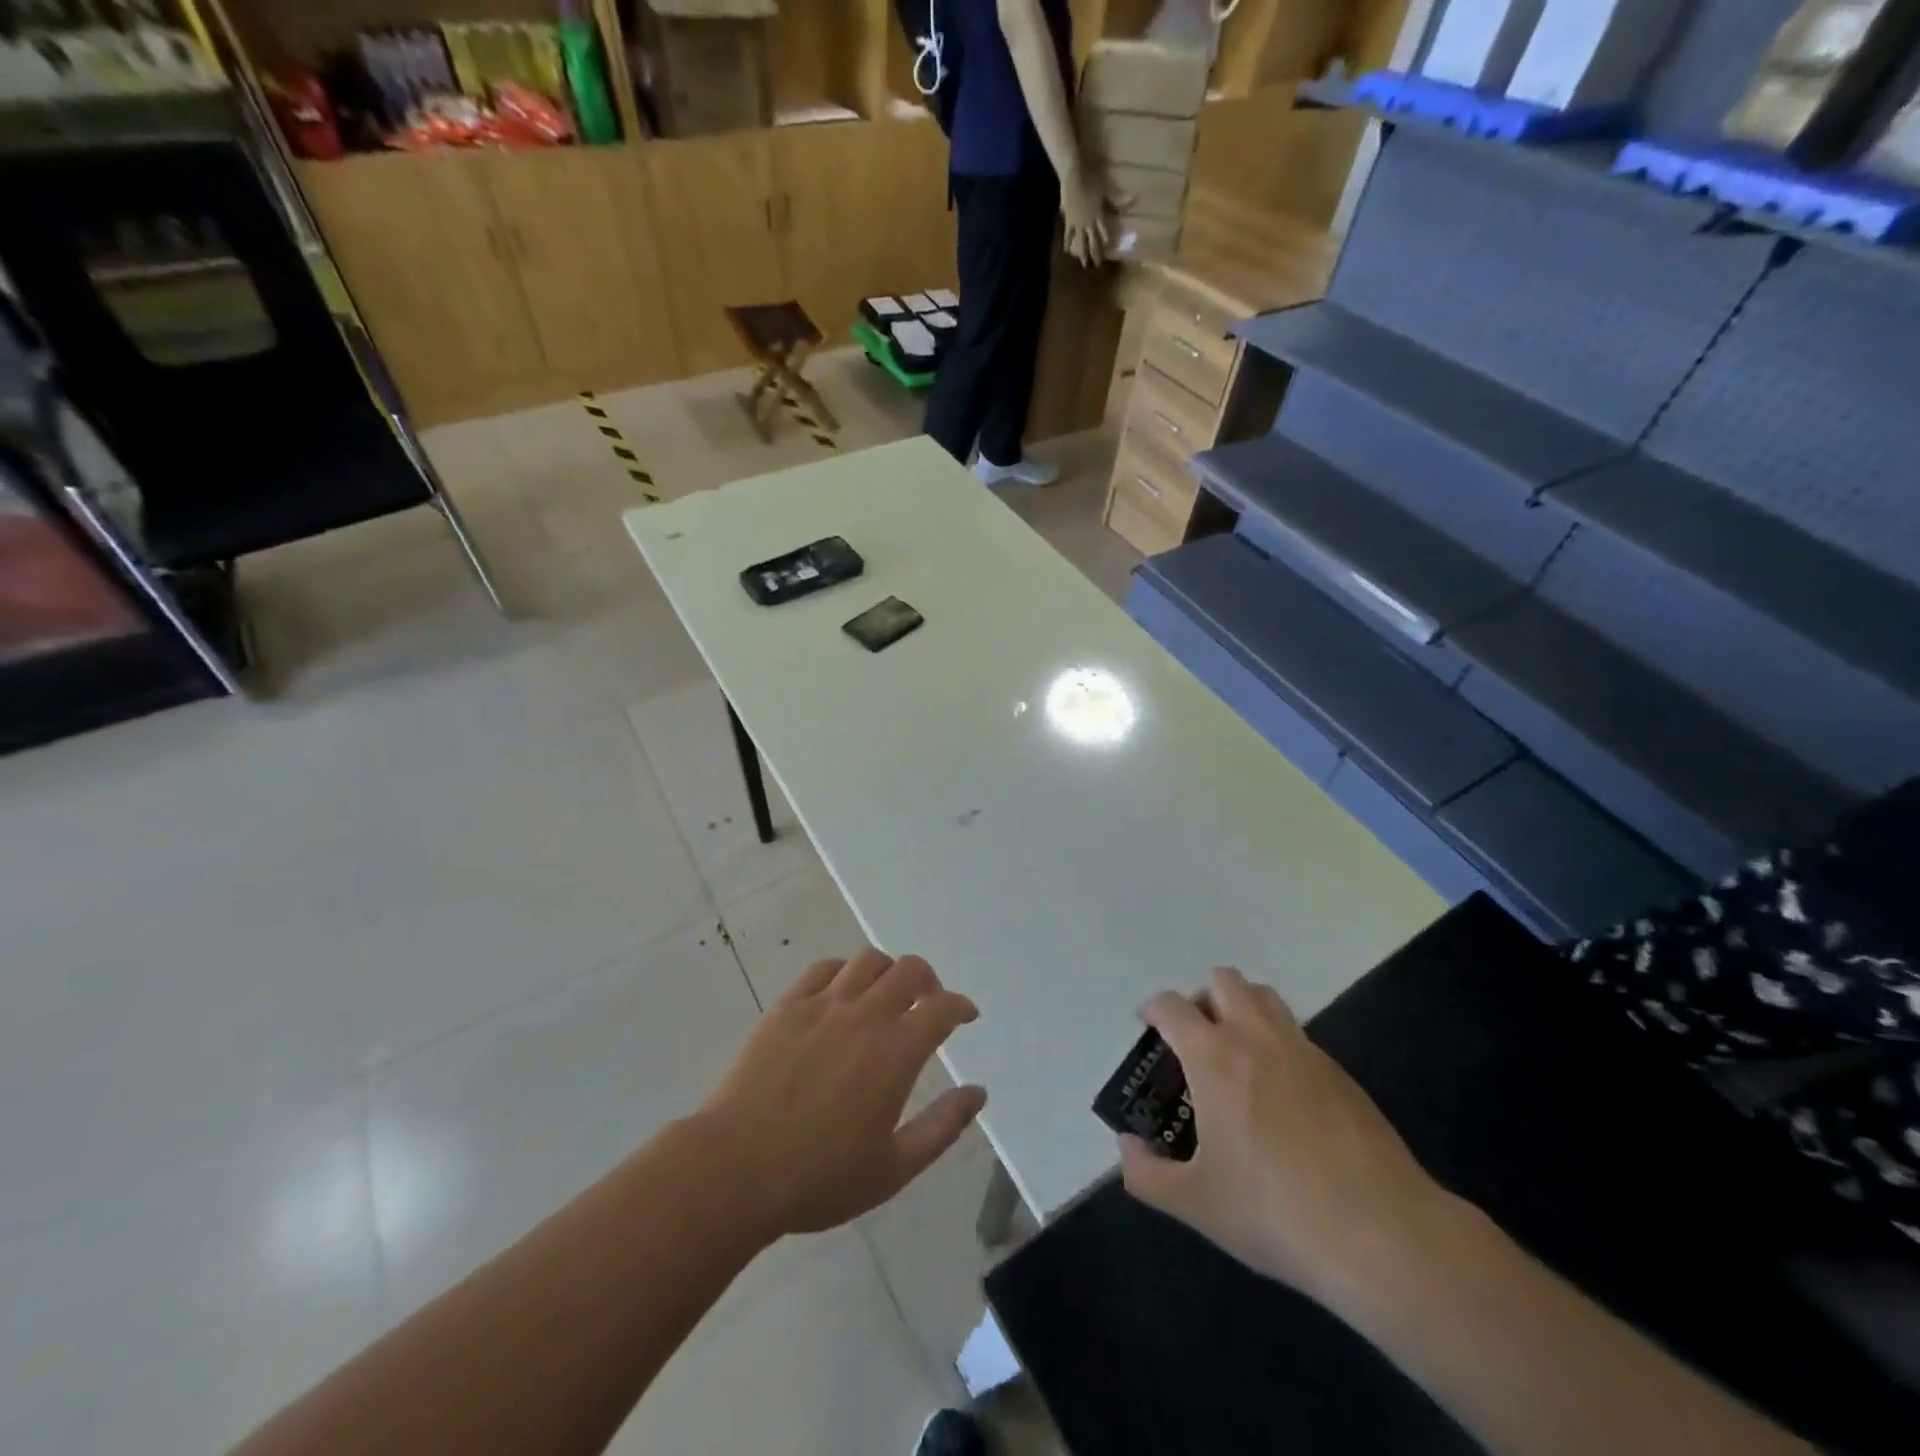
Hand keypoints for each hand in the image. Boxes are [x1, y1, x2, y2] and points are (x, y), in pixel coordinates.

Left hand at [698, 948, 986, 1239]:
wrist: (735, 1170)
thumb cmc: (819, 1178)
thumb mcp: (894, 1168)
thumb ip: (942, 1126)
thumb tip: (978, 1093)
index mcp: (895, 1052)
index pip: (942, 1008)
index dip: (960, 1006)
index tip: (965, 1016)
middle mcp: (864, 1016)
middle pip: (909, 969)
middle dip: (929, 981)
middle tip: (928, 1004)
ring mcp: (822, 1005)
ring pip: (868, 960)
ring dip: (888, 972)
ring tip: (886, 996)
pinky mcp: (787, 1006)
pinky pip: (824, 969)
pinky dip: (844, 973)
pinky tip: (842, 996)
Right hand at [1060, 164, 1111, 267]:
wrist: (1073, 176)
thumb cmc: (1090, 180)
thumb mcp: (1105, 189)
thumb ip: (1117, 198)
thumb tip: (1134, 200)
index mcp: (1098, 215)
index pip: (1103, 233)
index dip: (1105, 242)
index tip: (1108, 252)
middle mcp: (1088, 223)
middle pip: (1092, 241)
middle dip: (1095, 254)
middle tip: (1097, 266)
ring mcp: (1077, 223)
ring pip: (1080, 242)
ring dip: (1082, 253)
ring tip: (1083, 264)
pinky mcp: (1068, 221)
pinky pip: (1068, 234)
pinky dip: (1067, 242)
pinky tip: (1066, 250)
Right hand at [1118, 968, 1449, 1300]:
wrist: (1383, 1235)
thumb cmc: (1275, 1212)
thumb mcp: (1196, 1204)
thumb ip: (1146, 1174)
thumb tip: (1128, 1147)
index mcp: (1214, 1057)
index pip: (1172, 1006)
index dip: (1153, 1009)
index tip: (1146, 1026)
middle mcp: (1257, 1038)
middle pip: (1224, 981)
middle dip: (1201, 998)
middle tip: (1194, 1040)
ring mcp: (1304, 1050)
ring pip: (1265, 997)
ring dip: (1242, 1008)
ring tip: (1235, 1056)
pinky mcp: (1340, 1073)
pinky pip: (1297, 1034)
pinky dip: (1277, 1043)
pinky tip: (1281, 1095)